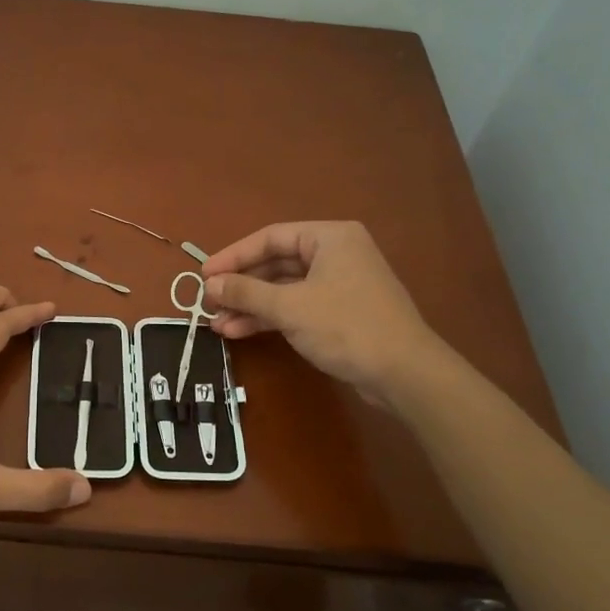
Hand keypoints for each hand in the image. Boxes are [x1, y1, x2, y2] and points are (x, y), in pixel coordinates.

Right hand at [203, 222, 439, 404]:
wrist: (404, 373)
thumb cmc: (346, 326)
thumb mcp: (290, 307)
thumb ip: (247, 292)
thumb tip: (210, 284)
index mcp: (330, 238)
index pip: (271, 237)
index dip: (234, 256)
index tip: (205, 275)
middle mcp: (336, 254)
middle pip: (276, 263)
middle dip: (242, 286)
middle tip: (209, 302)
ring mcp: (339, 285)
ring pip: (284, 288)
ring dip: (251, 305)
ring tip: (218, 324)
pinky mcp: (340, 313)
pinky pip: (297, 307)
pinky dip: (270, 317)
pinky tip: (240, 331)